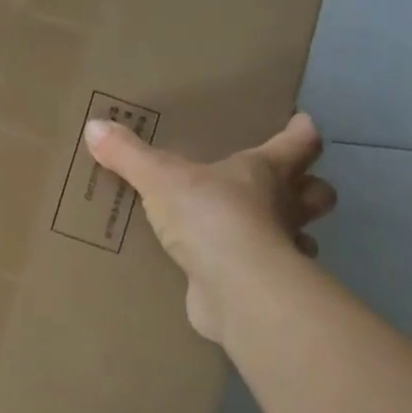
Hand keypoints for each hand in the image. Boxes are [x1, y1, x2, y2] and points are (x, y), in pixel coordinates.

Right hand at [83, 113, 335, 345]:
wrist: (236, 290)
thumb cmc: (211, 217)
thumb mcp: (160, 178)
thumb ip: (129, 154)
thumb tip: (94, 126)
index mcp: (266, 173)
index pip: (299, 144)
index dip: (302, 132)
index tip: (304, 121)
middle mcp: (283, 209)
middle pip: (316, 193)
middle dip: (310, 188)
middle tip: (290, 184)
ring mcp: (281, 253)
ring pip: (302, 238)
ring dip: (290, 235)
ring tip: (260, 232)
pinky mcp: (266, 291)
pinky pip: (267, 277)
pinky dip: (256, 273)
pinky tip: (232, 273)